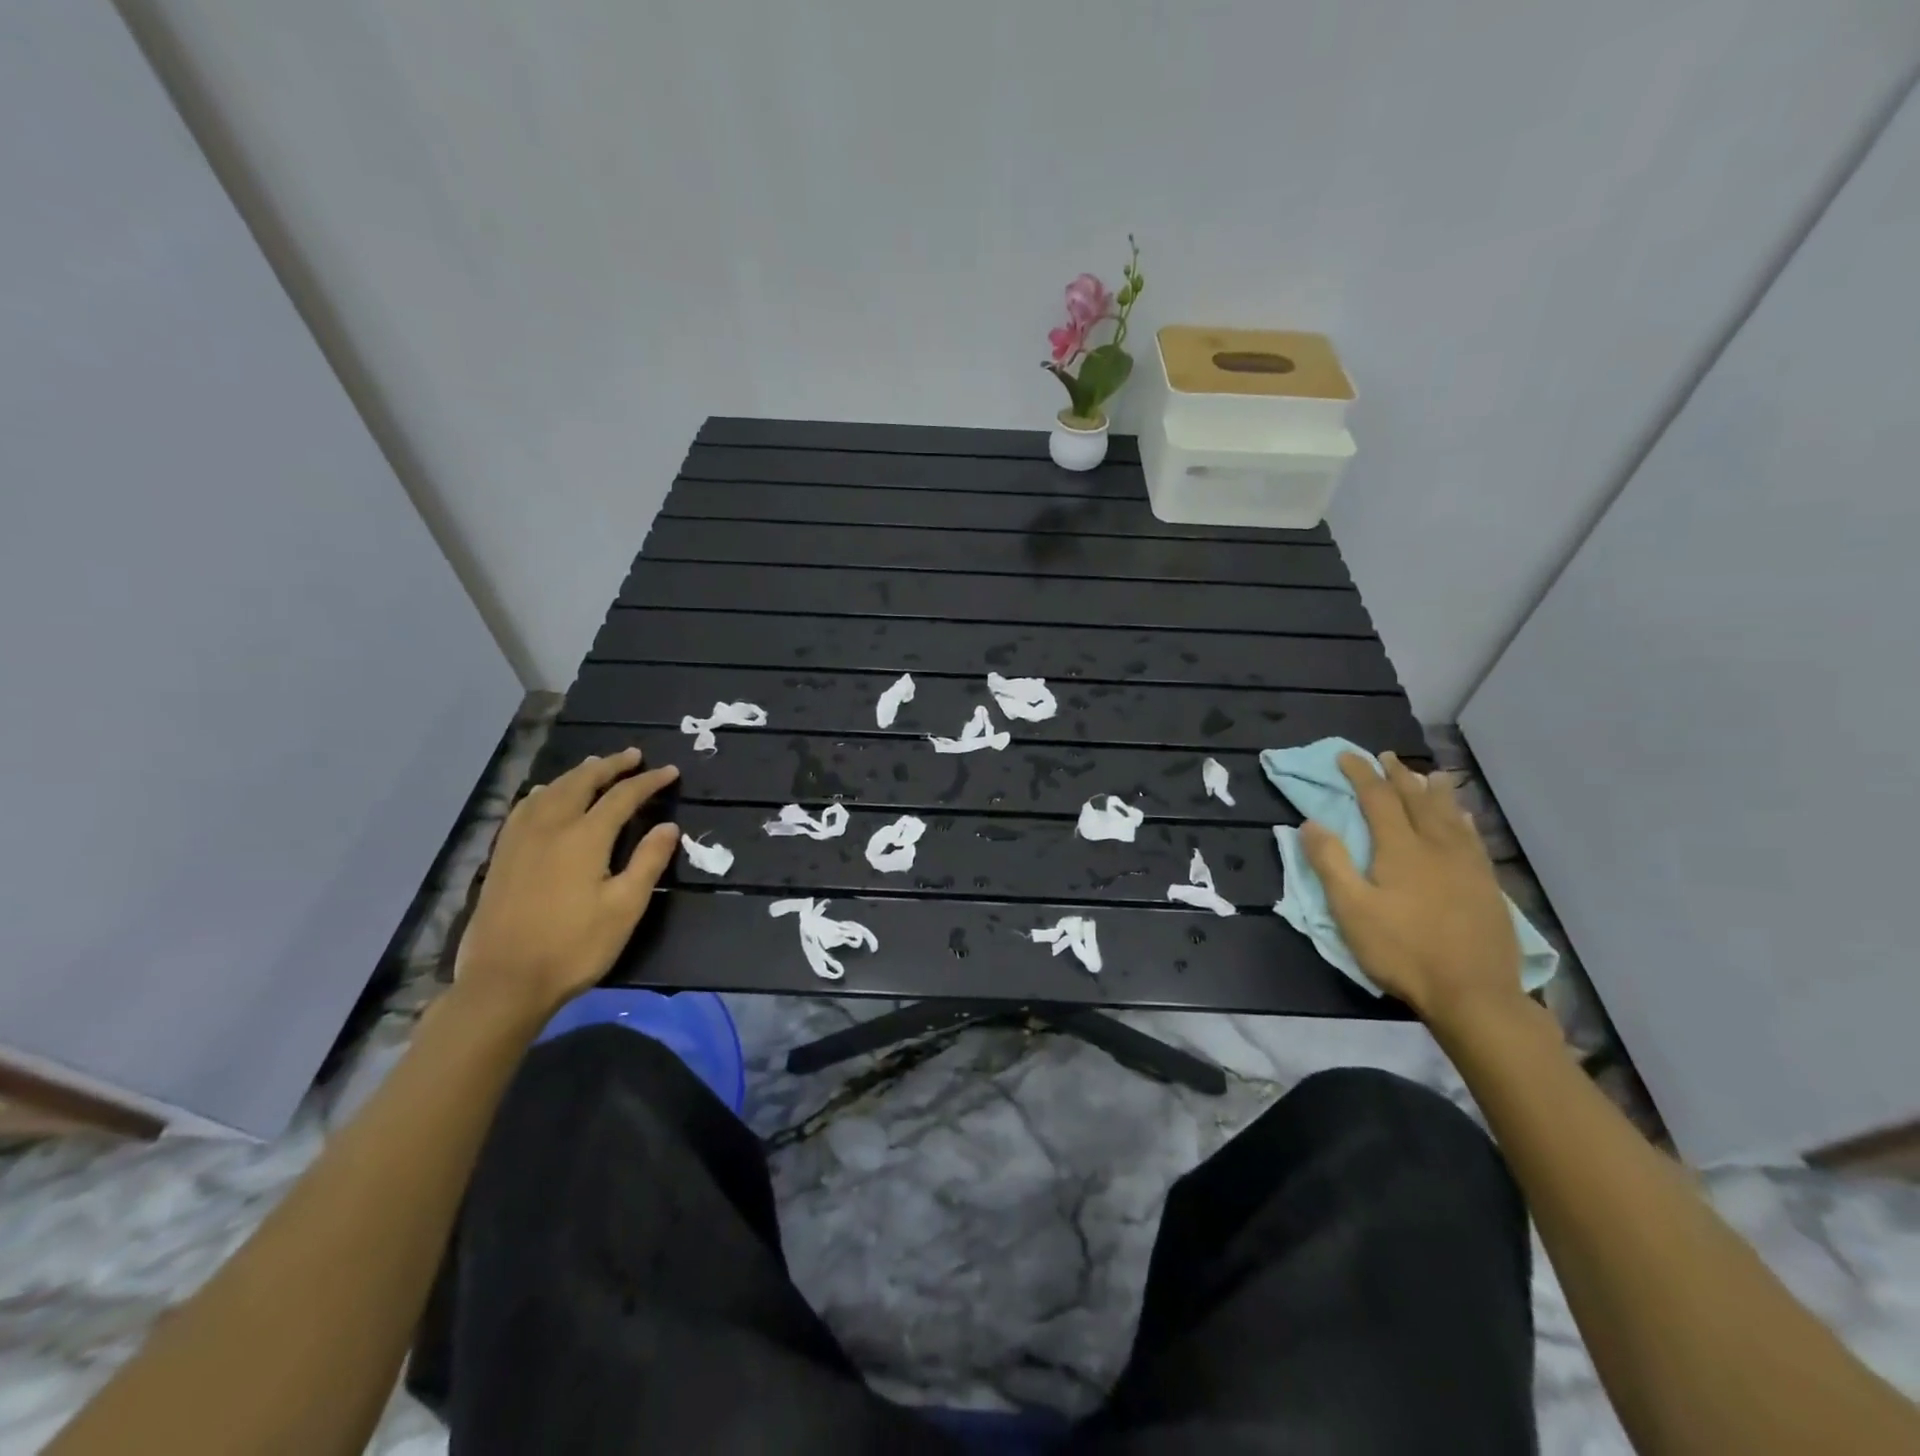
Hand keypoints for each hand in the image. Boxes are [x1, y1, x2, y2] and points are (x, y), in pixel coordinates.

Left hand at [453, 748, 679, 1024]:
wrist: (504, 982)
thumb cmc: (574, 947)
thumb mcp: (624, 908)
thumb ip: (648, 862)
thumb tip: (669, 826)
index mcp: (584, 838)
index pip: (623, 797)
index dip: (648, 782)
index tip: (670, 772)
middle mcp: (550, 827)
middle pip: (582, 782)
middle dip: (610, 765)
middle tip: (633, 755)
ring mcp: (520, 840)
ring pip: (550, 790)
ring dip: (577, 773)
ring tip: (595, 765)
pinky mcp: (502, 856)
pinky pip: (524, 808)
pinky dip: (544, 792)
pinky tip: (545, 796)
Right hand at [1301, 752, 1523, 1029]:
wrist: (1474, 994)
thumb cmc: (1403, 951)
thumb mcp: (1351, 910)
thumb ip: (1330, 863)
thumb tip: (1310, 823)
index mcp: (1400, 849)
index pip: (1377, 798)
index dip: (1360, 774)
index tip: (1346, 755)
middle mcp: (1436, 846)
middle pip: (1416, 799)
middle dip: (1398, 775)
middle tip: (1385, 756)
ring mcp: (1467, 865)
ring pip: (1449, 815)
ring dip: (1434, 790)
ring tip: (1429, 774)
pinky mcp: (1486, 885)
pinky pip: (1472, 838)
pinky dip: (1463, 819)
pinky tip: (1464, 818)